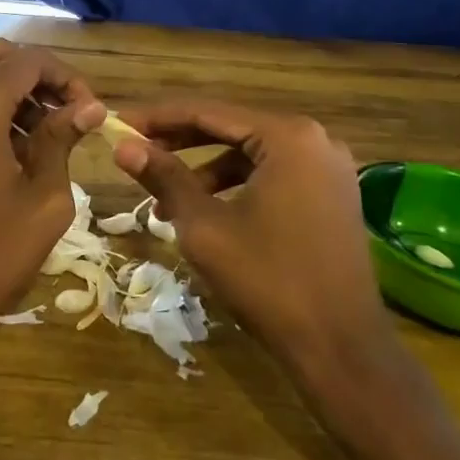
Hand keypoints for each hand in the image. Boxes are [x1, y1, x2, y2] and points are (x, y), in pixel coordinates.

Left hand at [0, 40, 104, 358]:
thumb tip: (90, 108)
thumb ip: (63, 141)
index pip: (29, 61)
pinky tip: (17, 148)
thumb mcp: (44, 199)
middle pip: (0, 56)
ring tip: (48, 135)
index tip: (90, 112)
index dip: (67, 77)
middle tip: (70, 114)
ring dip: (16, 90)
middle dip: (40, 76)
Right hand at [112, 101, 396, 385]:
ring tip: (162, 199)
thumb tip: (122, 146)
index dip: (157, 118)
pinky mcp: (331, 195)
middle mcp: (314, 139)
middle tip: (133, 152)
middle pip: (230, 128)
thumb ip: (164, 177)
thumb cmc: (268, 280)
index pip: (207, 111)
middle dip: (178, 142)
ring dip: (202, 170)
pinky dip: (234, 186)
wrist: (341, 348)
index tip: (119, 124)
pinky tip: (203, 212)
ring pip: (248, 154)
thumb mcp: (204, 225)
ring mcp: (328, 168)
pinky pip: (271, 174)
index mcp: (287, 136)